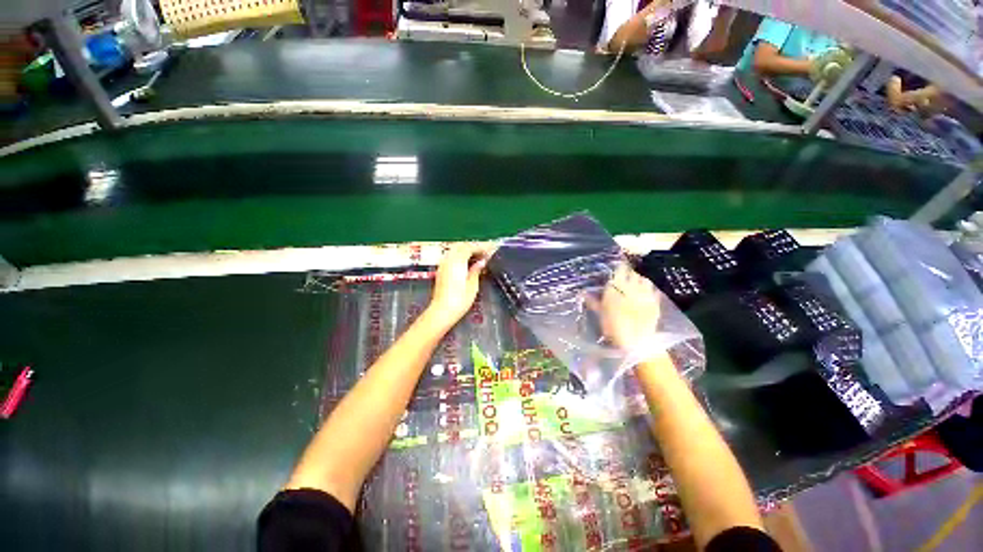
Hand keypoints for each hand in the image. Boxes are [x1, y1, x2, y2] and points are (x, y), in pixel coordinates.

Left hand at [426, 244, 489, 328]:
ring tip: (478, 256)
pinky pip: (451, 256)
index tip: (491, 249)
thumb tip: (481, 261)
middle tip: (485, 251)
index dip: (481, 247)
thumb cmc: (459, 300)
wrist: (442, 311)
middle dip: (473, 246)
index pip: (470, 247)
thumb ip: (476, 270)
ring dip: (466, 250)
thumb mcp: (472, 285)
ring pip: (455, 250)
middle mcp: (448, 259)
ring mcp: (443, 264)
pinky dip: (460, 255)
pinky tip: (467, 262)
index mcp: (458, 261)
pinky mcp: (441, 270)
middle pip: (461, 246)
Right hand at [593, 265, 661, 350]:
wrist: (635, 342)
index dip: (620, 266)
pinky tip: (647, 292)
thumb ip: (593, 301)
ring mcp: (645, 294)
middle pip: (633, 272)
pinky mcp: (655, 302)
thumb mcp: (600, 314)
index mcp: (616, 288)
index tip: (618, 266)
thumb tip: (583, 292)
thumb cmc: (612, 327)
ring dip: (641, 278)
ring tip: (637, 282)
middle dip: (630, 271)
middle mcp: (632, 287)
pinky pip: (654, 290)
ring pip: (645, 279)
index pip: (620, 269)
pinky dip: (650, 288)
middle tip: (627, 274)